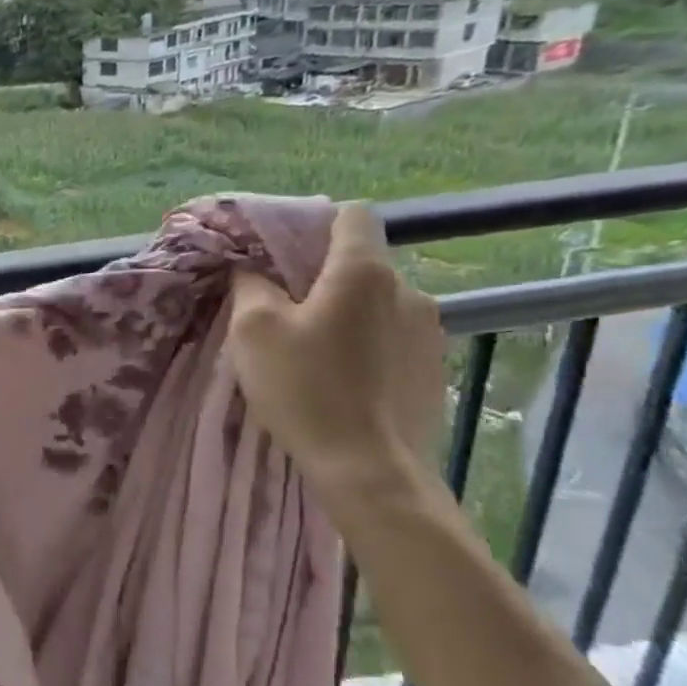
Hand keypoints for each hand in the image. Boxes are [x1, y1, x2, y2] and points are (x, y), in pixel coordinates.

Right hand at [227, 202, 445, 491]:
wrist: (371, 471)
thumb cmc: (306, 390)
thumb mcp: (254, 332)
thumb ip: (251, 286)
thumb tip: (251, 269)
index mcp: (364, 272)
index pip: (351, 215)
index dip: (314, 224)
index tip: (282, 254)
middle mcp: (408, 290)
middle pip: (360, 263)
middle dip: (322, 278)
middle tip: (284, 313)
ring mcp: (430, 331)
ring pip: (376, 303)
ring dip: (346, 314)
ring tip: (314, 352)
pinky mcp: (435, 368)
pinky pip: (392, 337)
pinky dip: (366, 345)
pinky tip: (343, 380)